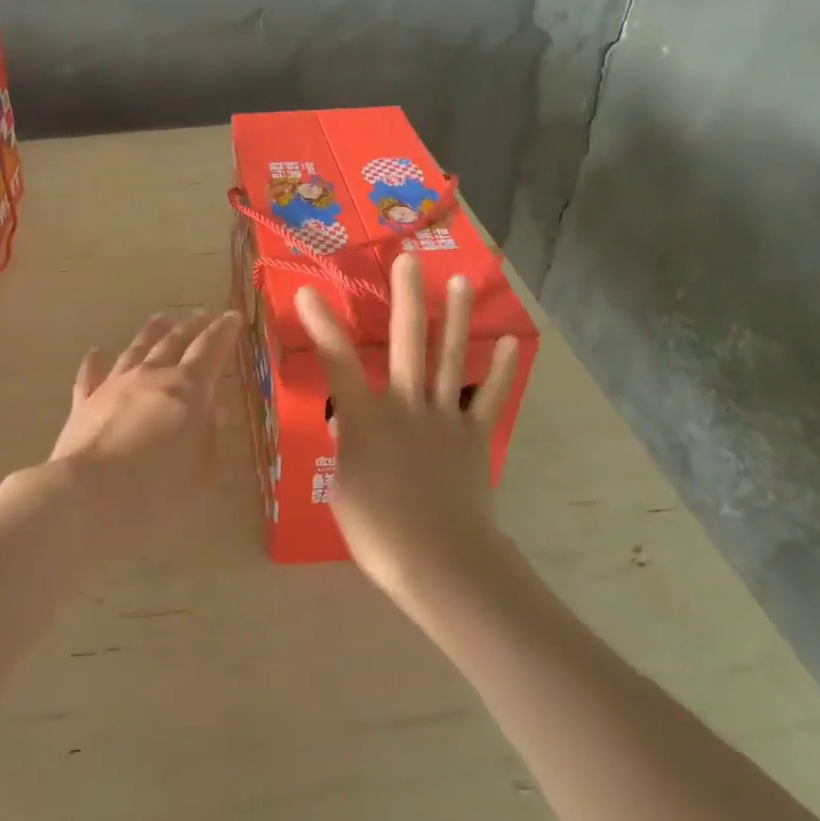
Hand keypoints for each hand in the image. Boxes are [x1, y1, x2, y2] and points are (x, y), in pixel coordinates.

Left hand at [47, 311, 240, 549]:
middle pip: (174, 342)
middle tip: (203, 314)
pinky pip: (90, 375)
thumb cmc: (157, 491)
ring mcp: (115, 385)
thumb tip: (216, 409)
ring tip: (161, 319)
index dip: (223, 331)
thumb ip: (211, 437)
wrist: (89, 496)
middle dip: (192, 327)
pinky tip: (96, 352)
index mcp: (187, 389)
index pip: (210, 349)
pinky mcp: (85, 402)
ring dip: (151, 332)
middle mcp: (152, 376)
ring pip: (136, 349)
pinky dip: (95, 362)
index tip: (232, 316)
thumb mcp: (201, 472)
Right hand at [294, 253, 520, 603]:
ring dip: (455, 317)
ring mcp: (444, 417)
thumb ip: (348, 449)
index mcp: (365, 418)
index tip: (309, 291)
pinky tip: (510, 341)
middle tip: (408, 260)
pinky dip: (501, 370)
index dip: (321, 325)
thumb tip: (351, 427)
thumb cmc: (379, 531)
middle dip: (405, 298)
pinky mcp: (474, 435)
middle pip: (405, 342)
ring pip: (449, 358)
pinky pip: (488, 397)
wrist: (440, 561)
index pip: (337, 362)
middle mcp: (404, 405)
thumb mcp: (343, 489)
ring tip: (460, 281)